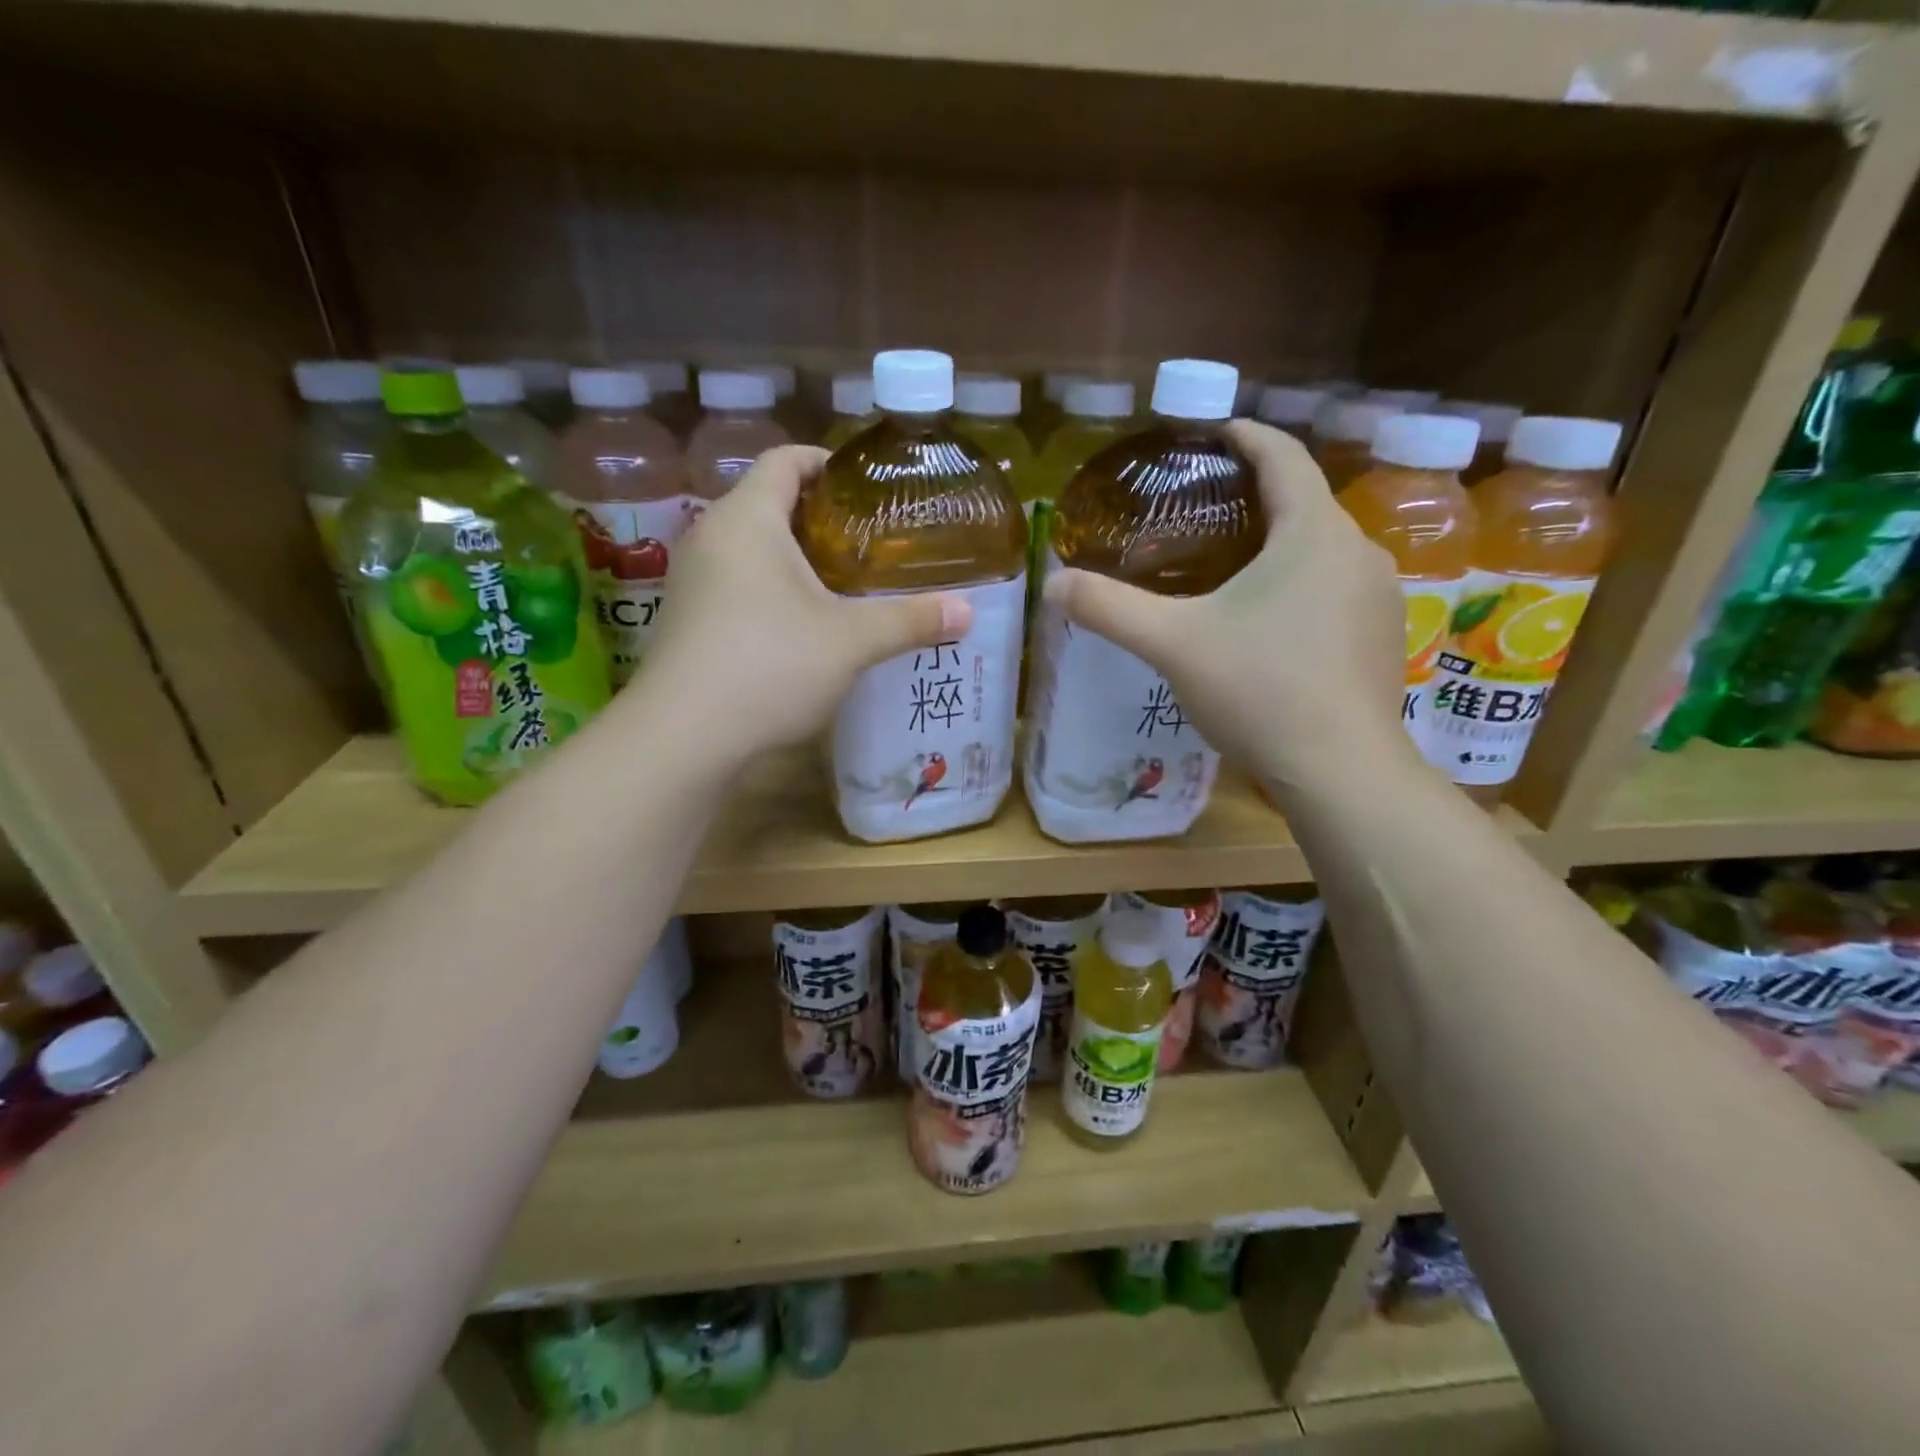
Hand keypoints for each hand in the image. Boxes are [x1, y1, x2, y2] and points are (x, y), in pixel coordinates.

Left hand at [629, 446, 972, 765]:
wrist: (685, 738)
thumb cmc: (770, 665)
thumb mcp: (850, 641)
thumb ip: (910, 620)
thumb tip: (968, 611)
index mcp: (748, 518)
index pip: (786, 460)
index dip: (828, 462)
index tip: (868, 486)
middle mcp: (712, 537)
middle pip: (770, 503)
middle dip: (822, 518)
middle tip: (871, 542)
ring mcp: (693, 580)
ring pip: (753, 549)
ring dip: (797, 559)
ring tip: (846, 584)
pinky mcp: (688, 619)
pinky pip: (738, 584)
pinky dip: (773, 590)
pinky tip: (805, 626)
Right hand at [1043, 420, 1413, 790]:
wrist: (1340, 771)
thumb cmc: (1259, 690)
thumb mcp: (1172, 644)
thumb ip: (1110, 609)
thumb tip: (1053, 584)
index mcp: (1312, 532)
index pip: (1283, 456)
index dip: (1245, 435)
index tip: (1212, 431)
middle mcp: (1358, 551)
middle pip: (1305, 502)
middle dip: (1258, 496)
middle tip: (1205, 510)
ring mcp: (1380, 597)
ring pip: (1323, 549)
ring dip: (1282, 544)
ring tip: (1233, 566)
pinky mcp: (1383, 637)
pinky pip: (1338, 589)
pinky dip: (1303, 586)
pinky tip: (1271, 622)